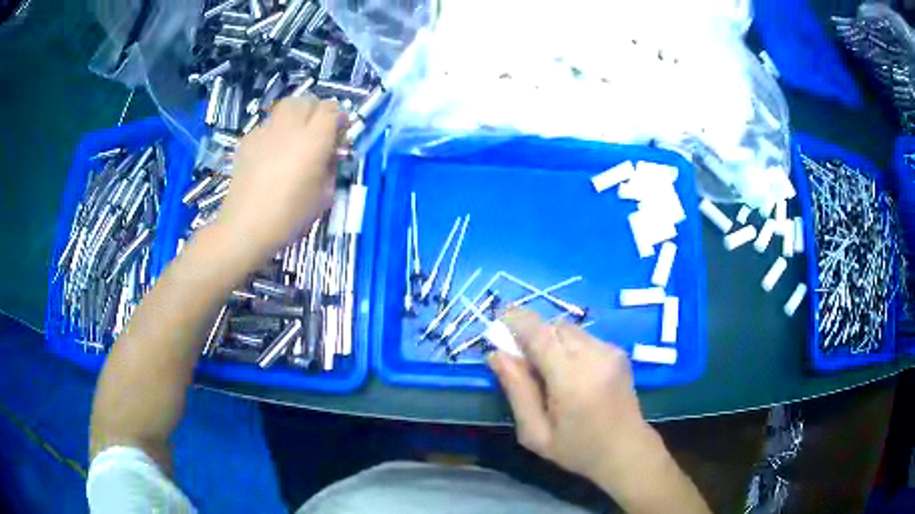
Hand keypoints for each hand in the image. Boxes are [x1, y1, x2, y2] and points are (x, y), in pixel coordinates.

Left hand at [215, 97, 340, 265]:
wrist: (244, 228)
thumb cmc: (289, 217)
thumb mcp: (323, 197)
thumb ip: (330, 168)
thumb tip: (329, 154)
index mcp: (313, 141)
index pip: (331, 110)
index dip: (339, 118)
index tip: (340, 134)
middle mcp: (289, 128)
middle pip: (307, 101)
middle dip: (317, 111)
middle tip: (318, 131)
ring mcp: (265, 131)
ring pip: (285, 107)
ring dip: (296, 116)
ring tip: (295, 137)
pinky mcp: (247, 140)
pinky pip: (267, 125)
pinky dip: (275, 131)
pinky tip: (272, 153)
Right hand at [488, 310, 654, 483]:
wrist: (626, 449)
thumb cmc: (577, 449)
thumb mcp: (536, 433)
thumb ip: (517, 391)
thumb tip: (497, 355)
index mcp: (572, 379)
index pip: (539, 334)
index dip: (516, 321)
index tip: (497, 324)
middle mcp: (594, 356)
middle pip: (553, 326)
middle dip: (532, 335)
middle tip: (521, 360)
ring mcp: (610, 350)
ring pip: (568, 329)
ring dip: (551, 340)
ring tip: (548, 371)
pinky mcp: (618, 351)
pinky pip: (583, 337)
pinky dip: (568, 346)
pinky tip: (571, 373)